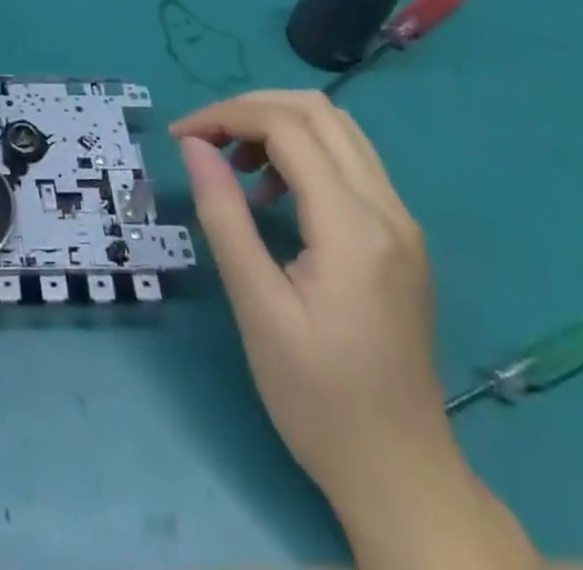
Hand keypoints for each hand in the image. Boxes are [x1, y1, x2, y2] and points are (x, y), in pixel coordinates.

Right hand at [170, 91, 450, 512]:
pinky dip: (304, 152)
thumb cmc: (318, 398)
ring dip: (278, 125)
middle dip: (251, 108)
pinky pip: (350, 162)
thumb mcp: (256, 306)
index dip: (226, 116)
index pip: (287, 127)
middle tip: (204, 139)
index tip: (180, 138)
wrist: (402, 475)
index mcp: (353, 227)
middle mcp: (387, 210)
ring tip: (234, 164)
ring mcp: (401, 223)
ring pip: (339, 130)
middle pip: (319, 111)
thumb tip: (193, 145)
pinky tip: (273, 193)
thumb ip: (224, 215)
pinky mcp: (400, 238)